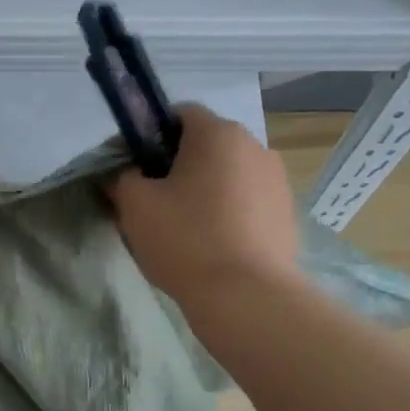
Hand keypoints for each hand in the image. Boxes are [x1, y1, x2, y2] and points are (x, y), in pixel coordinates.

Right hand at [107, 105, 297, 303]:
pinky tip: (213, 244)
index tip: (133, 166)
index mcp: (217, 133)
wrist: (246, 296)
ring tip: (184, 226)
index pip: (178, 114)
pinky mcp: (287, 214)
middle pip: (206, 145)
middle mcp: (254, 146)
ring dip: (205, 189)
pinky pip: (247, 201)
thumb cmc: (185, 239)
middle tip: (152, 199)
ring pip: (228, 174)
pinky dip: (228, 212)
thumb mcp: (135, 205)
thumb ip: (122, 179)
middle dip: (177, 164)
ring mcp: (277, 180)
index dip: (150, 135)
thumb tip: (124, 176)